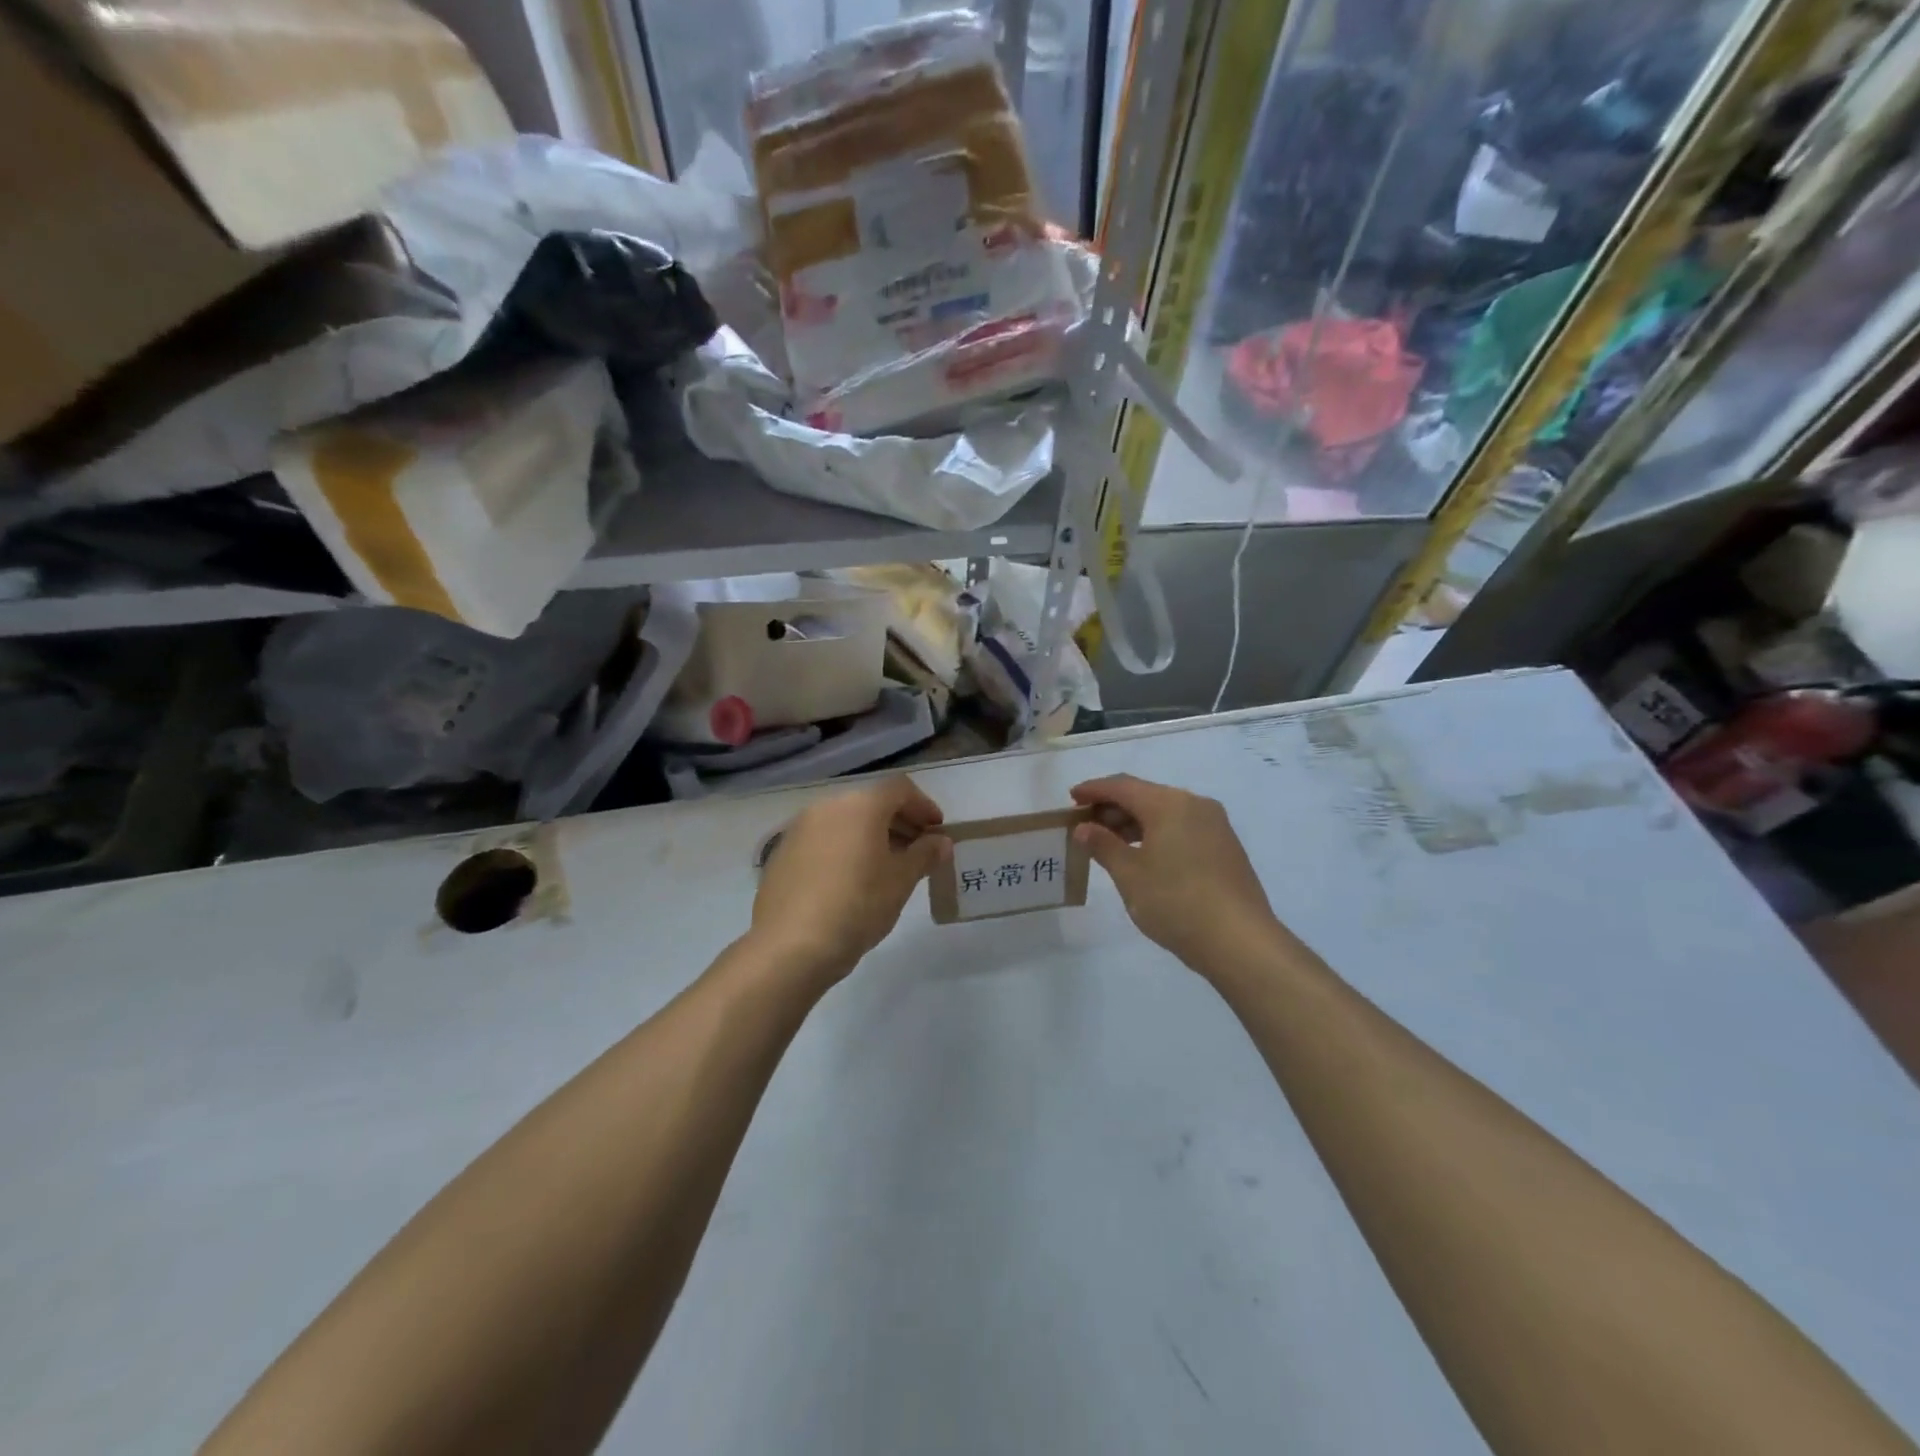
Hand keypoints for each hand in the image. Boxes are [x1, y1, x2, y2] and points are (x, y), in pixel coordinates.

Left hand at [748, 776, 948, 990]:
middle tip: (917, 852)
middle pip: (870, 803)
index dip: (923, 806)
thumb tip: (940, 841)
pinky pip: (822, 840)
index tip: (937, 832)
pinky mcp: (781, 853)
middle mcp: (827, 806)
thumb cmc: (858, 905)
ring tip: (885, 868)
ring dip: (869, 836)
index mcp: (860, 805)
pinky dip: (842, 849)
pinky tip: (849, 881)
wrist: (790, 946)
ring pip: (844, 821)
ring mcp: (798, 828)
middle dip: (898, 822)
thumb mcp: (902, 881)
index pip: (900, 789)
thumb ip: (925, 854)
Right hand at [1072, 774, 1284, 975]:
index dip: (1093, 790)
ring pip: (1166, 812)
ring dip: (1135, 822)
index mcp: (1168, 803)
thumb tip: (1084, 828)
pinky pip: (1183, 827)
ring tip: (1111, 843)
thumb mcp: (1130, 875)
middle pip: (1145, 795)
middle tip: (1086, 825)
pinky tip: (1145, 856)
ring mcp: (1215, 825)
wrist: (1240, 941)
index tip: (1071, 798)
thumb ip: (1103, 845)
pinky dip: (1158, 833)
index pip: (1122, 786)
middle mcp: (1194, 804)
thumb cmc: (1176, 902)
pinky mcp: (1226, 846)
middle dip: (1113, 808)